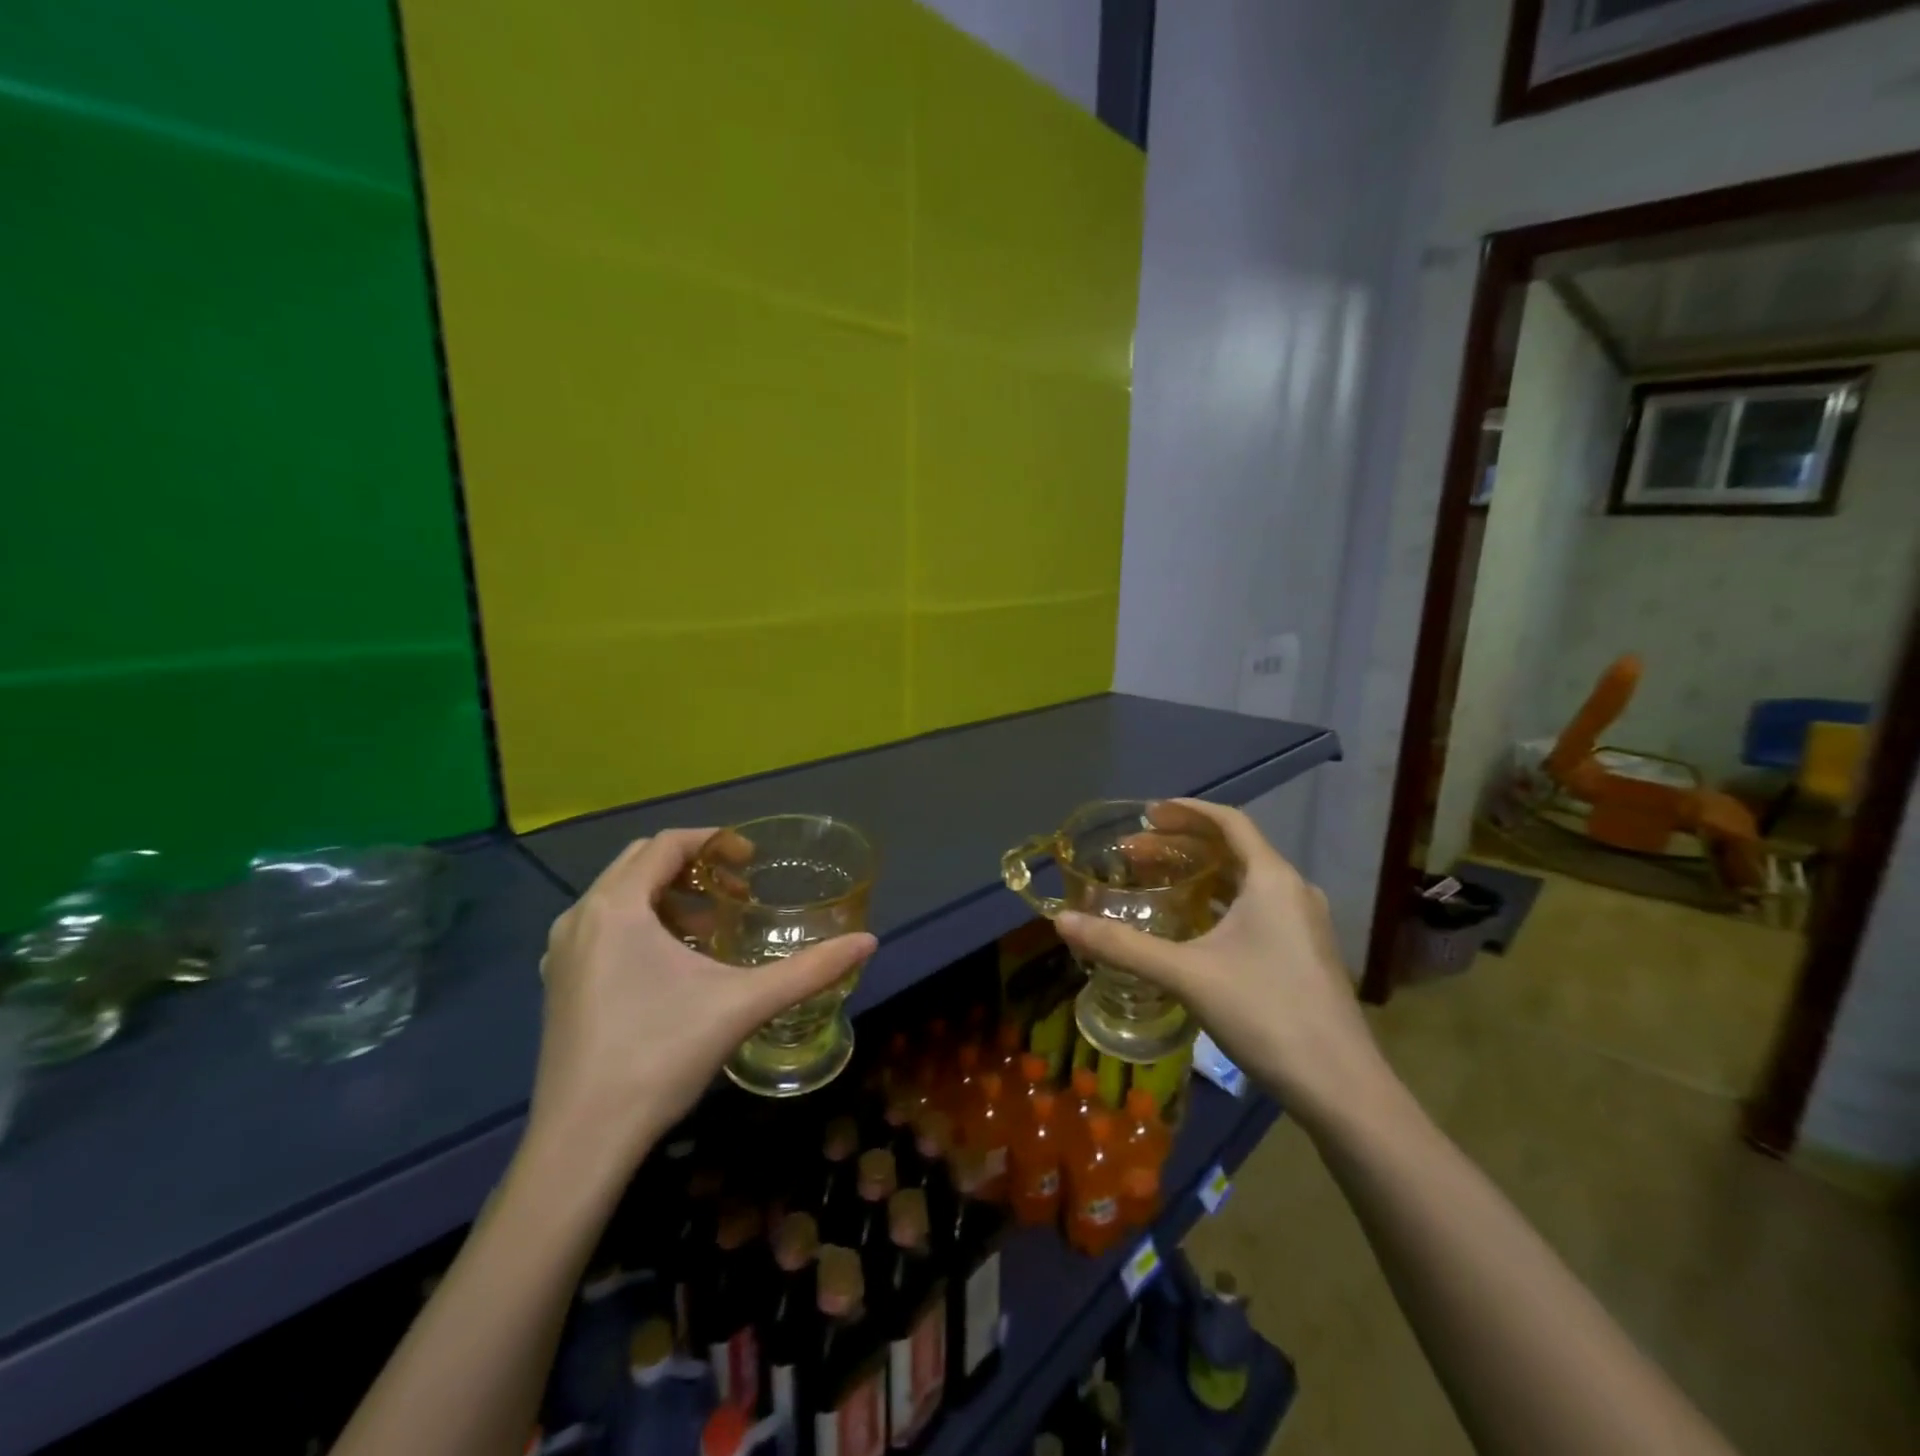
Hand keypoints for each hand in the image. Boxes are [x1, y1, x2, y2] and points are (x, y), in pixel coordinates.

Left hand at [526, 829, 876, 1181]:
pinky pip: (603, 926)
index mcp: (616, 907)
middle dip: (693, 866)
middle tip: (737, 893)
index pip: (666, 843)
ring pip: (619, 895)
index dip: (714, 841)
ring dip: (668, 896)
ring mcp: (561, 951)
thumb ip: (810, 969)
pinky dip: (642, 922)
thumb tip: (868, 942)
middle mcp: (580, 917)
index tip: (752, 862)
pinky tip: (673, 964)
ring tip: (712, 927)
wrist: (581, 1141)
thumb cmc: (660, 1056)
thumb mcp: (743, 1004)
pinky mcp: (559, 982)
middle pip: (640, 862)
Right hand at [1055, 800, 1388, 1132]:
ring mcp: (1303, 924)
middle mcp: (1292, 891)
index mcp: (1272, 879)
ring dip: (1199, 875)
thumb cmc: (1266, 1014)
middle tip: (1133, 854)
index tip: (1147, 813)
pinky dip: (1218, 903)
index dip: (1186, 811)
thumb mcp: (1186, 975)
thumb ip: (1122, 946)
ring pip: (1244, 882)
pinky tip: (1191, 926)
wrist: (1342, 1088)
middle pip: (1232, 850)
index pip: (1228, 821)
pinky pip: (1255, 908)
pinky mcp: (1304, 953)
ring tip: (1155, 882)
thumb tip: (1061, 921)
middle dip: (1181, 846)